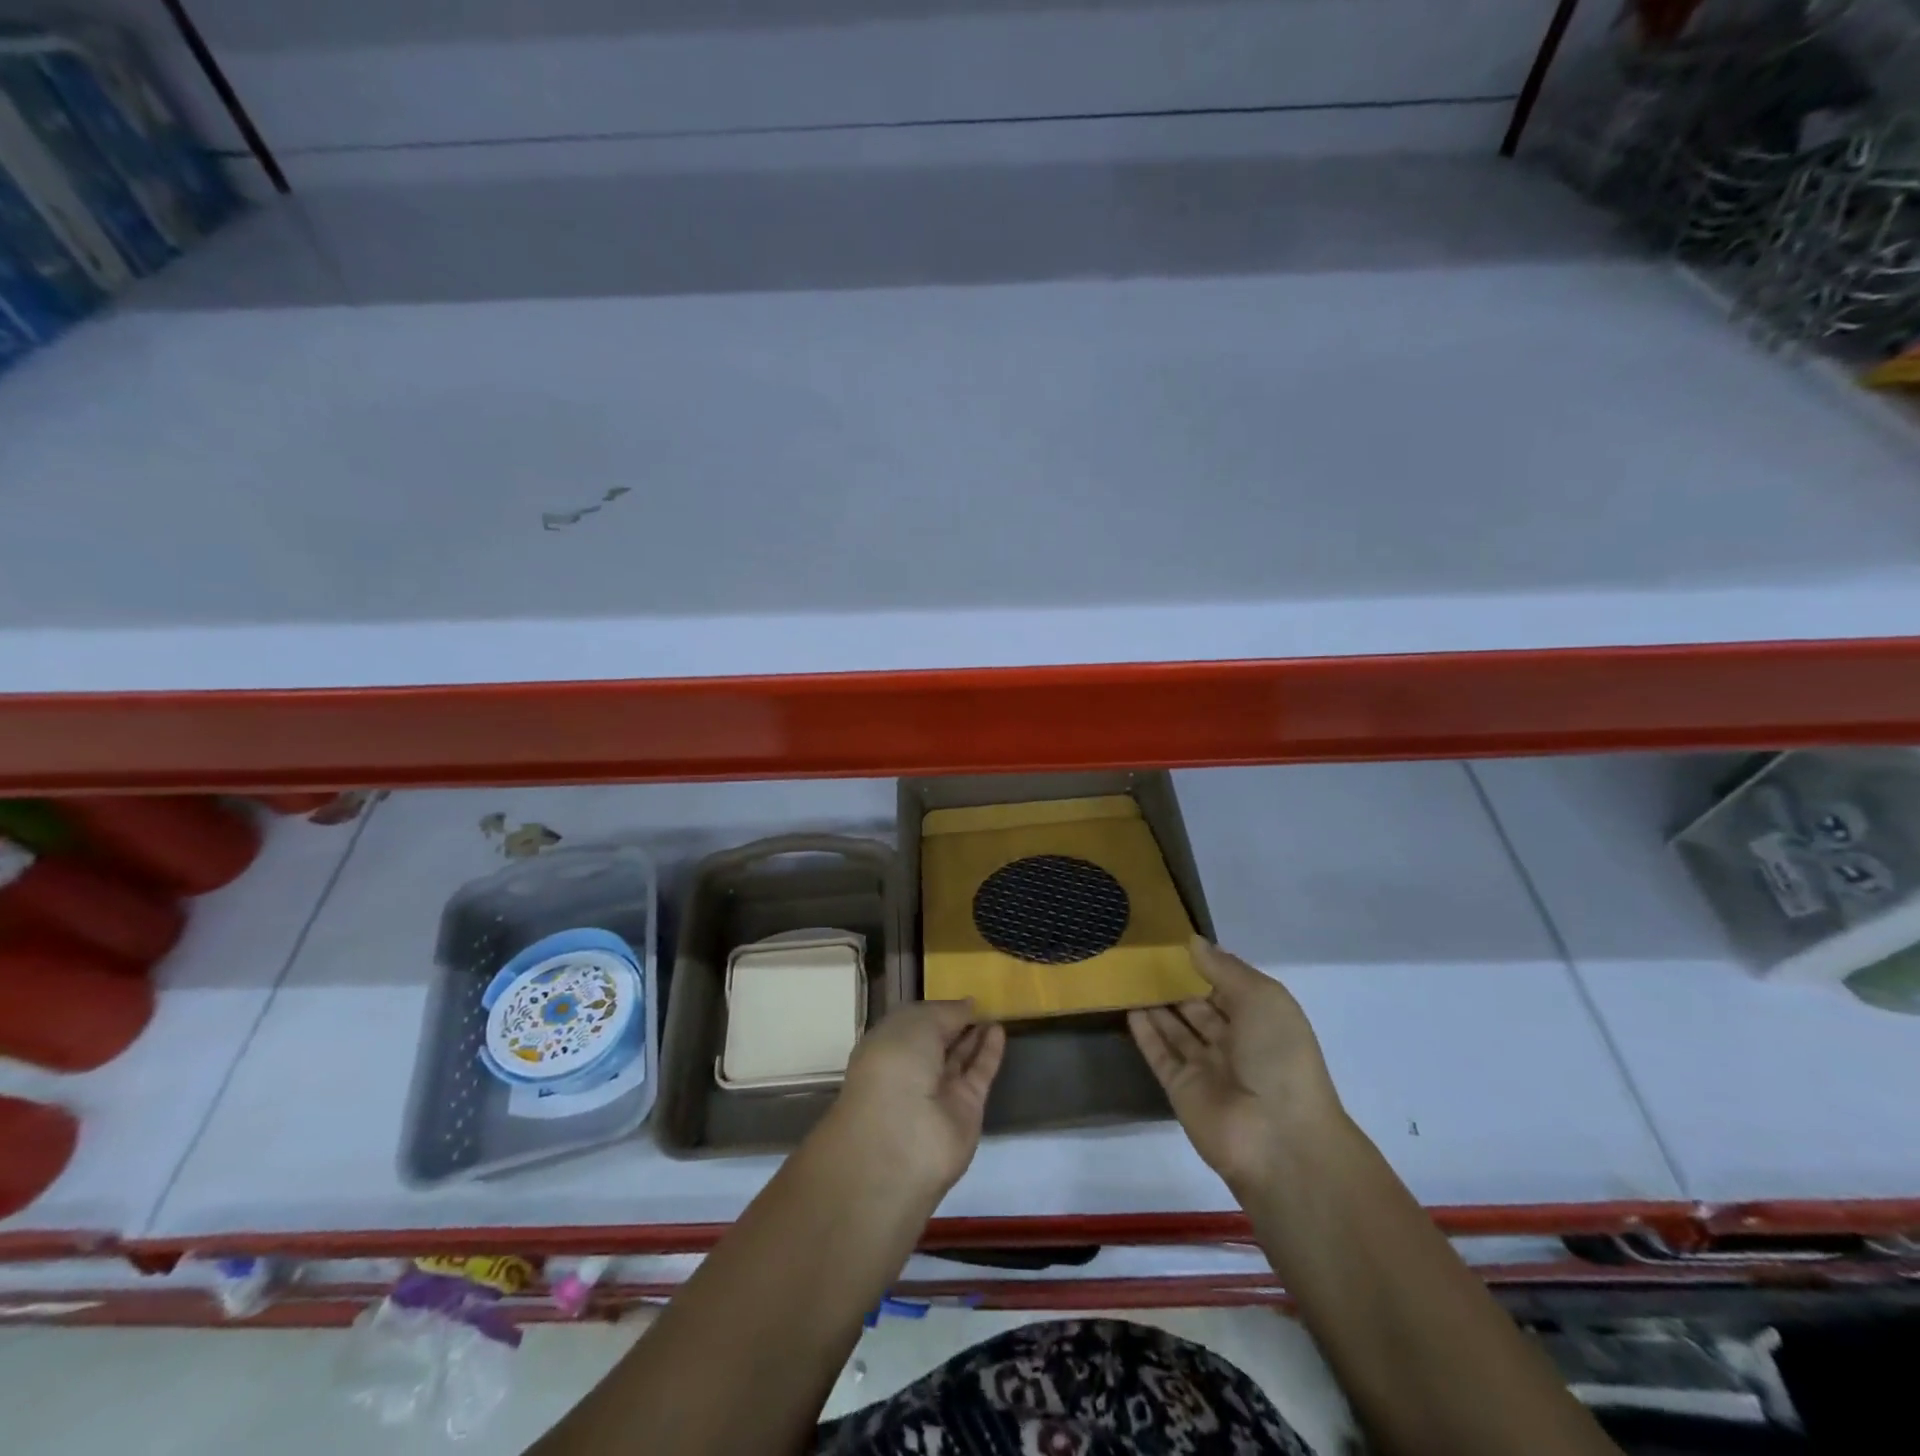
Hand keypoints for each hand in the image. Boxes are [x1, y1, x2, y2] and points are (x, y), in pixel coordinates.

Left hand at [826, 1001, 1005, 1195]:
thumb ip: (946, 1012)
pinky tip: (1000, 1030)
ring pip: (959, 1057)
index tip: (959, 995)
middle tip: (983, 1001)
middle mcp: (911, 1069)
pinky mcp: (965, 1109)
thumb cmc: (897, 1065)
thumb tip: (969, 1005)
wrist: (903, 1137)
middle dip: (956, 1022)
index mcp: (888, 1046)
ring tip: (996, 1010)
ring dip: (975, 1035)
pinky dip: (989, 1053)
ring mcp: (938, 1092)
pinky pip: (978, 1074)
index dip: (936, 1009)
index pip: (914, 1023)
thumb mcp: (917, 1023)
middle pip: (938, 1041)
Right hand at [1129, 937, 1345, 1191]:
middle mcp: (1235, 1043)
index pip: (1228, 986)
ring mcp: (1206, 1068)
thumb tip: (1192, 941)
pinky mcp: (1181, 1089)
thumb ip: (1224, 968)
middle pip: (1199, 1007)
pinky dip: (1145, 1032)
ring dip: (1157, 1004)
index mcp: (1262, 1020)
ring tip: (1128, 973)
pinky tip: (1128, 1007)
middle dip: (1176, 983)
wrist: (1278, 1139)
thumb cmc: (1278, 1057)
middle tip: (1143, 954)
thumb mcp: (1262, 998)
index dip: (1204, 964)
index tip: (1174, 940)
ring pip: (1176, 1029)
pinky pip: (1160, 1054)